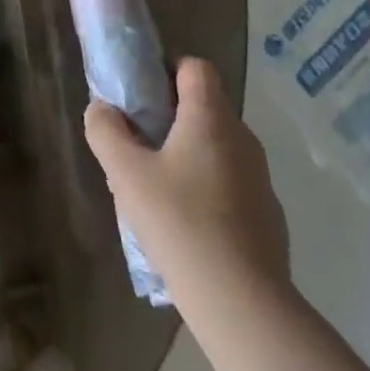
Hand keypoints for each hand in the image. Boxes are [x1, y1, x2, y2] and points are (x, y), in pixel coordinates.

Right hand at [84, 57, 290, 292]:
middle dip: (171, 118)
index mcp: (210, 117)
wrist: (243, 303)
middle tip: (140, 146)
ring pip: (217, 146)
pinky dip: (209, 189)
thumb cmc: (180, 224)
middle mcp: (242, 137)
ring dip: (188, 155)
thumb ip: (106, 132)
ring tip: (158, 191)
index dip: (167, 71)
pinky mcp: (267, 214)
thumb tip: (101, 109)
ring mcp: (260, 177)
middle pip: (205, 106)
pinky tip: (187, 226)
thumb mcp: (126, 175)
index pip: (195, 67)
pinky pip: (231, 182)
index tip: (142, 97)